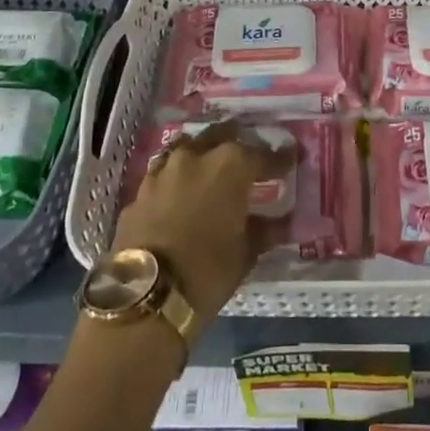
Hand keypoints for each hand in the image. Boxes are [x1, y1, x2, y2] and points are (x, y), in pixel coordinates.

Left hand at [111, 122, 285, 331]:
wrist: (146, 295)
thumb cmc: (208, 271)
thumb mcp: (246, 253)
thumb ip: (263, 230)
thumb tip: (278, 223)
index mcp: (230, 165)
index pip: (263, 155)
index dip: (278, 160)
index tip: (289, 163)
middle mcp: (196, 156)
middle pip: (221, 135)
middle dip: (238, 142)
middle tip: (248, 158)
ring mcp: (163, 170)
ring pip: (188, 148)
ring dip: (202, 155)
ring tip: (212, 170)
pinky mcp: (140, 191)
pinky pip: (164, 175)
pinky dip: (177, 180)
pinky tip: (181, 194)